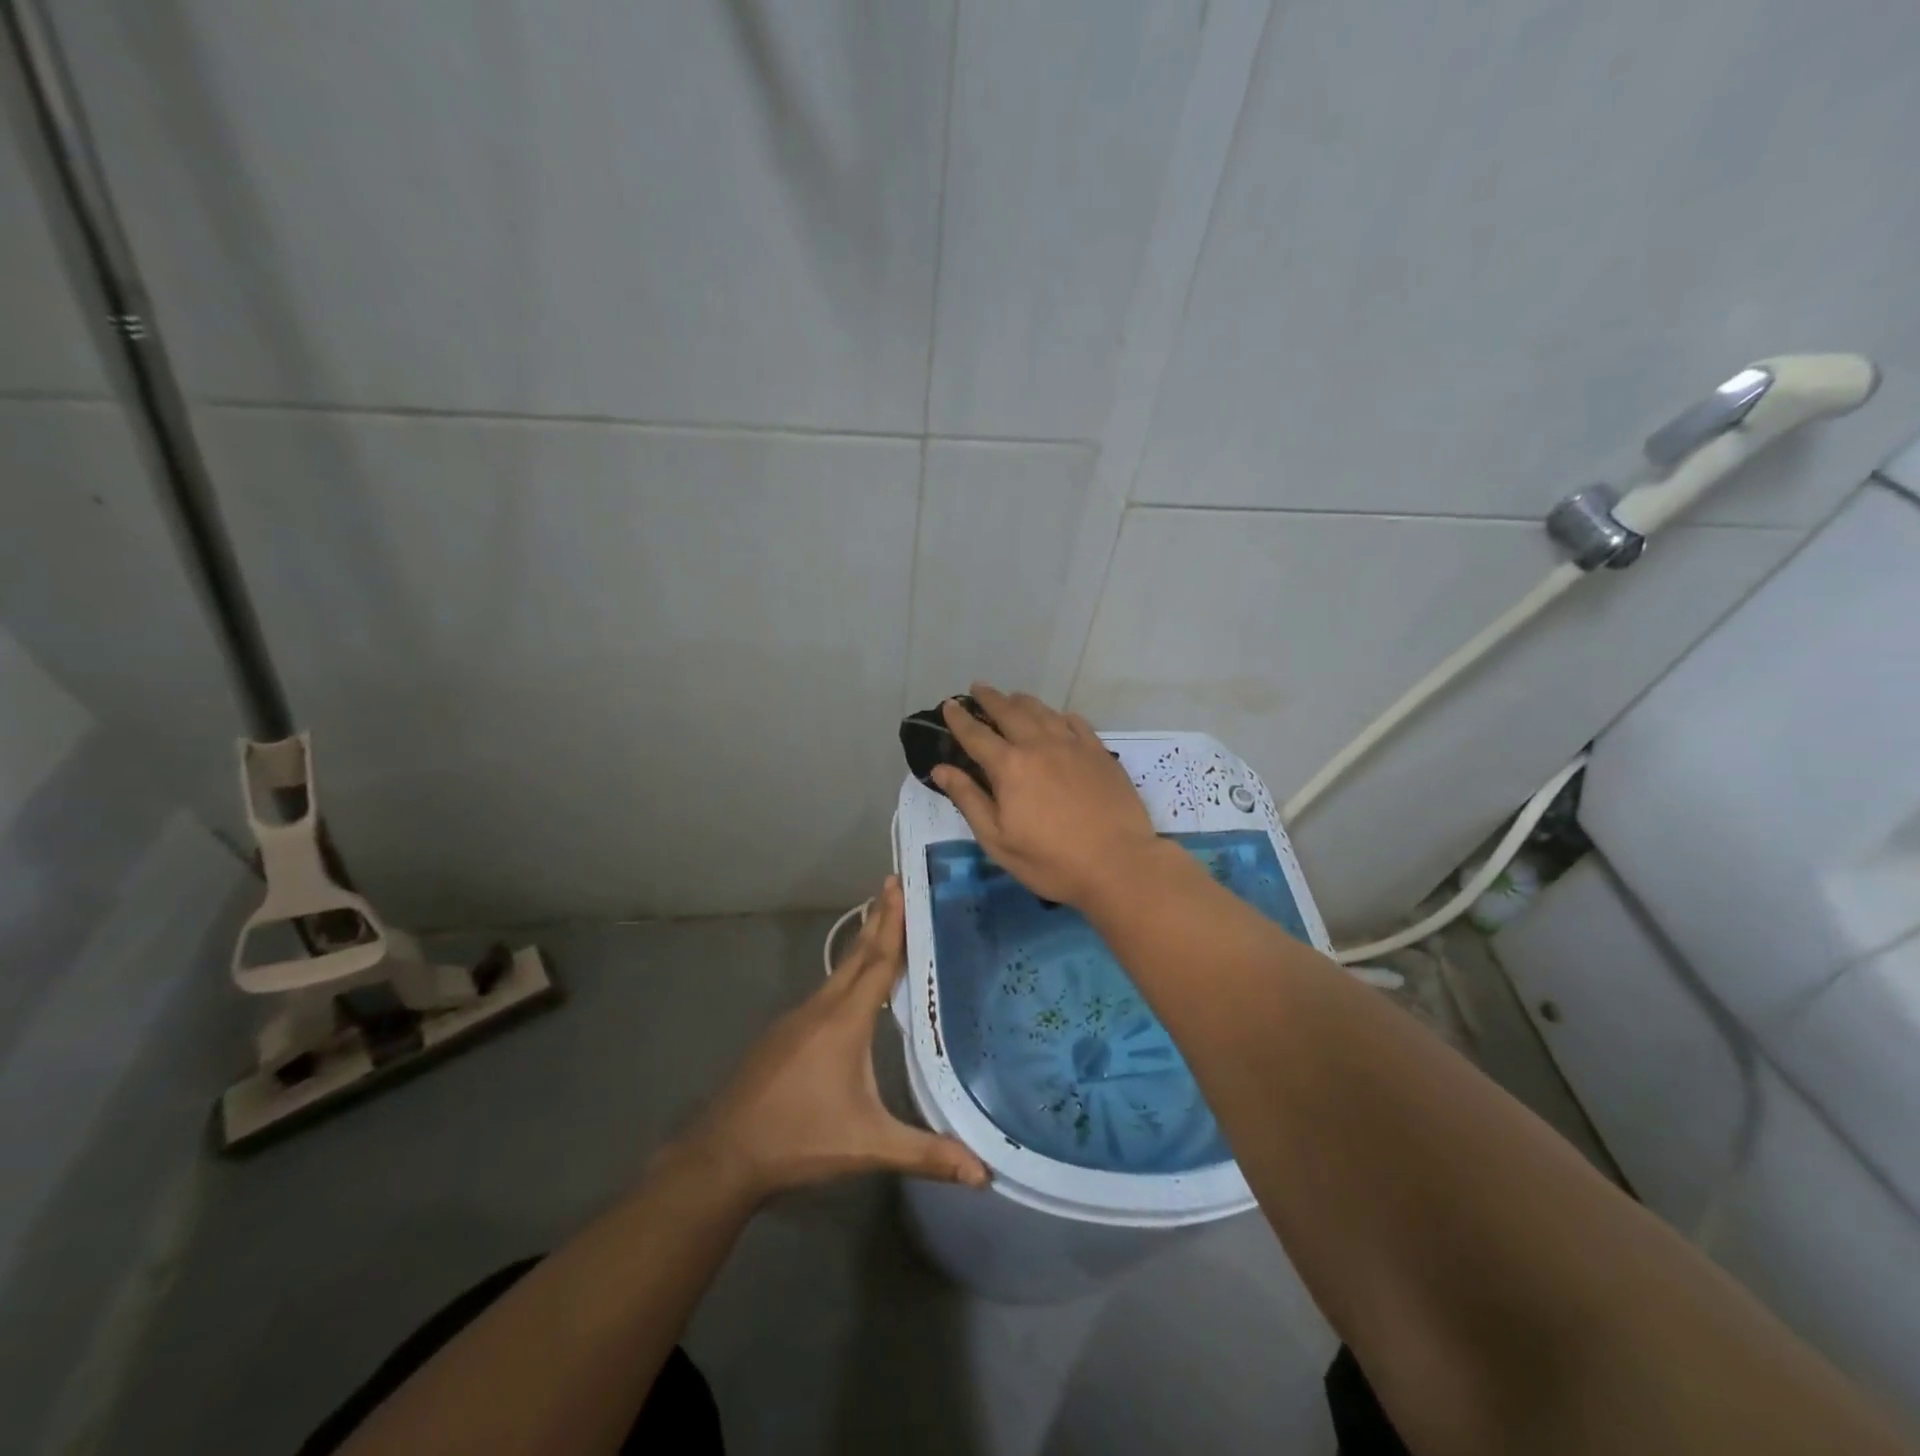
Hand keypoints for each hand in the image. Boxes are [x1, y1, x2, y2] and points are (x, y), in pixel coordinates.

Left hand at [677, 877, 988, 1201]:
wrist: (724, 1153)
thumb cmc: (800, 1139)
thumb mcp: (868, 1145)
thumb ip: (926, 1154)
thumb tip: (985, 1173)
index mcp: (845, 1021)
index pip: (878, 961)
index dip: (893, 923)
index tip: (901, 885)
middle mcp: (821, 1008)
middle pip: (857, 954)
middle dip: (878, 918)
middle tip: (895, 884)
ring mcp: (797, 1018)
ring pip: (838, 971)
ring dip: (862, 943)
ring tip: (881, 924)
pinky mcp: (783, 1033)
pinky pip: (824, 990)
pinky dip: (846, 972)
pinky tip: (851, 986)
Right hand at [933, 684, 1159, 907]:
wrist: (1118, 864)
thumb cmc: (1051, 860)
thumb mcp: (998, 840)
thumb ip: (968, 800)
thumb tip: (940, 769)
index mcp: (1010, 766)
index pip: (976, 735)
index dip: (959, 719)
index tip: (948, 705)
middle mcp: (1039, 745)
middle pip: (1010, 712)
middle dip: (990, 699)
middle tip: (978, 688)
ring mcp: (1073, 745)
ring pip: (1043, 711)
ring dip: (1022, 701)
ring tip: (1012, 696)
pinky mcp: (1099, 753)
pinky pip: (1075, 722)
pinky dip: (1059, 715)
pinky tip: (1057, 717)